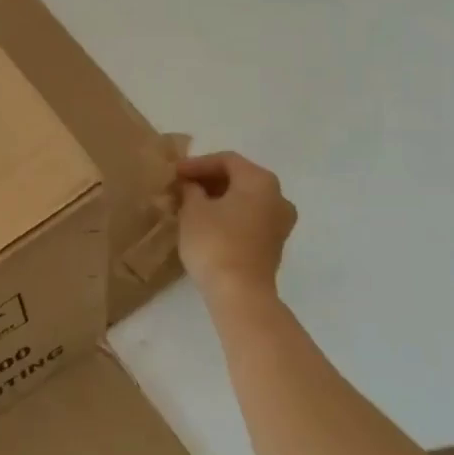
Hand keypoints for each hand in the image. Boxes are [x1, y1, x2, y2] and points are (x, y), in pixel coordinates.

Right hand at [175, 150, 295, 298]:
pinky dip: (228, 215)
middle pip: (239, 178)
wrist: (240, 293)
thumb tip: (190, 185)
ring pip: (244, 200)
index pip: (226, 160)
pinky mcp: (273, 244)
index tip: (174, 173)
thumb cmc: (215, 242)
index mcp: (261, 181)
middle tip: (180, 187)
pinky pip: (249, 218)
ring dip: (217, 199)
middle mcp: (278, 196)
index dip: (197, 164)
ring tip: (189, 205)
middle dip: (208, 181)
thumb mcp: (193, 210)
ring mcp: (280, 222)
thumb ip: (190, 189)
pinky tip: (205, 223)